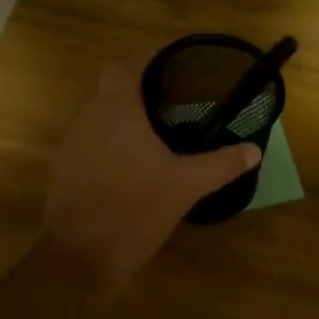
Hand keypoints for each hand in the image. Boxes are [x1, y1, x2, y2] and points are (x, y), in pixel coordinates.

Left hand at [45, 58, 262, 284]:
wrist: (80, 256)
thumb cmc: (135, 208)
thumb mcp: (186, 186)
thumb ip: (221, 164)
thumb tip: (254, 149)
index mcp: (115, 108)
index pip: (124, 64)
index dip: (147, 61)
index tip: (173, 71)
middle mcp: (87, 117)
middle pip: (111, 90)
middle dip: (140, 95)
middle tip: (175, 108)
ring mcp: (70, 144)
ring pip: (99, 118)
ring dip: (124, 123)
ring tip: (157, 138)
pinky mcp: (63, 170)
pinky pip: (90, 144)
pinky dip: (111, 146)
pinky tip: (134, 169)